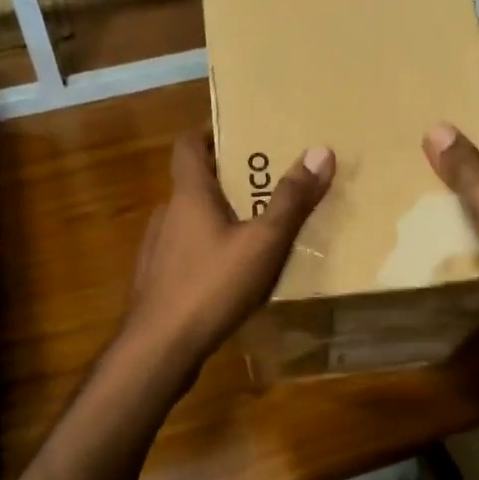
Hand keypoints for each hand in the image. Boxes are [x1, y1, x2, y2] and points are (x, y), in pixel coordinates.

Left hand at [126, 131, 334, 371]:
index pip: (188, 144)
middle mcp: (167, 214)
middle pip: (194, 182)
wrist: (160, 348)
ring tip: (255, 229)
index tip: (239, 132)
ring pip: (191, 220)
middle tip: (265, 182)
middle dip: (227, 178)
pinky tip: (231, 274)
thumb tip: (320, 151)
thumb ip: (292, 199)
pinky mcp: (158, 281)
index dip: (209, 132)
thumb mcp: (263, 242)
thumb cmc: (212, 285)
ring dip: (218, 217)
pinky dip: (208, 250)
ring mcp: (158, 249)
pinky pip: (187, 252)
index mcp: (188, 195)